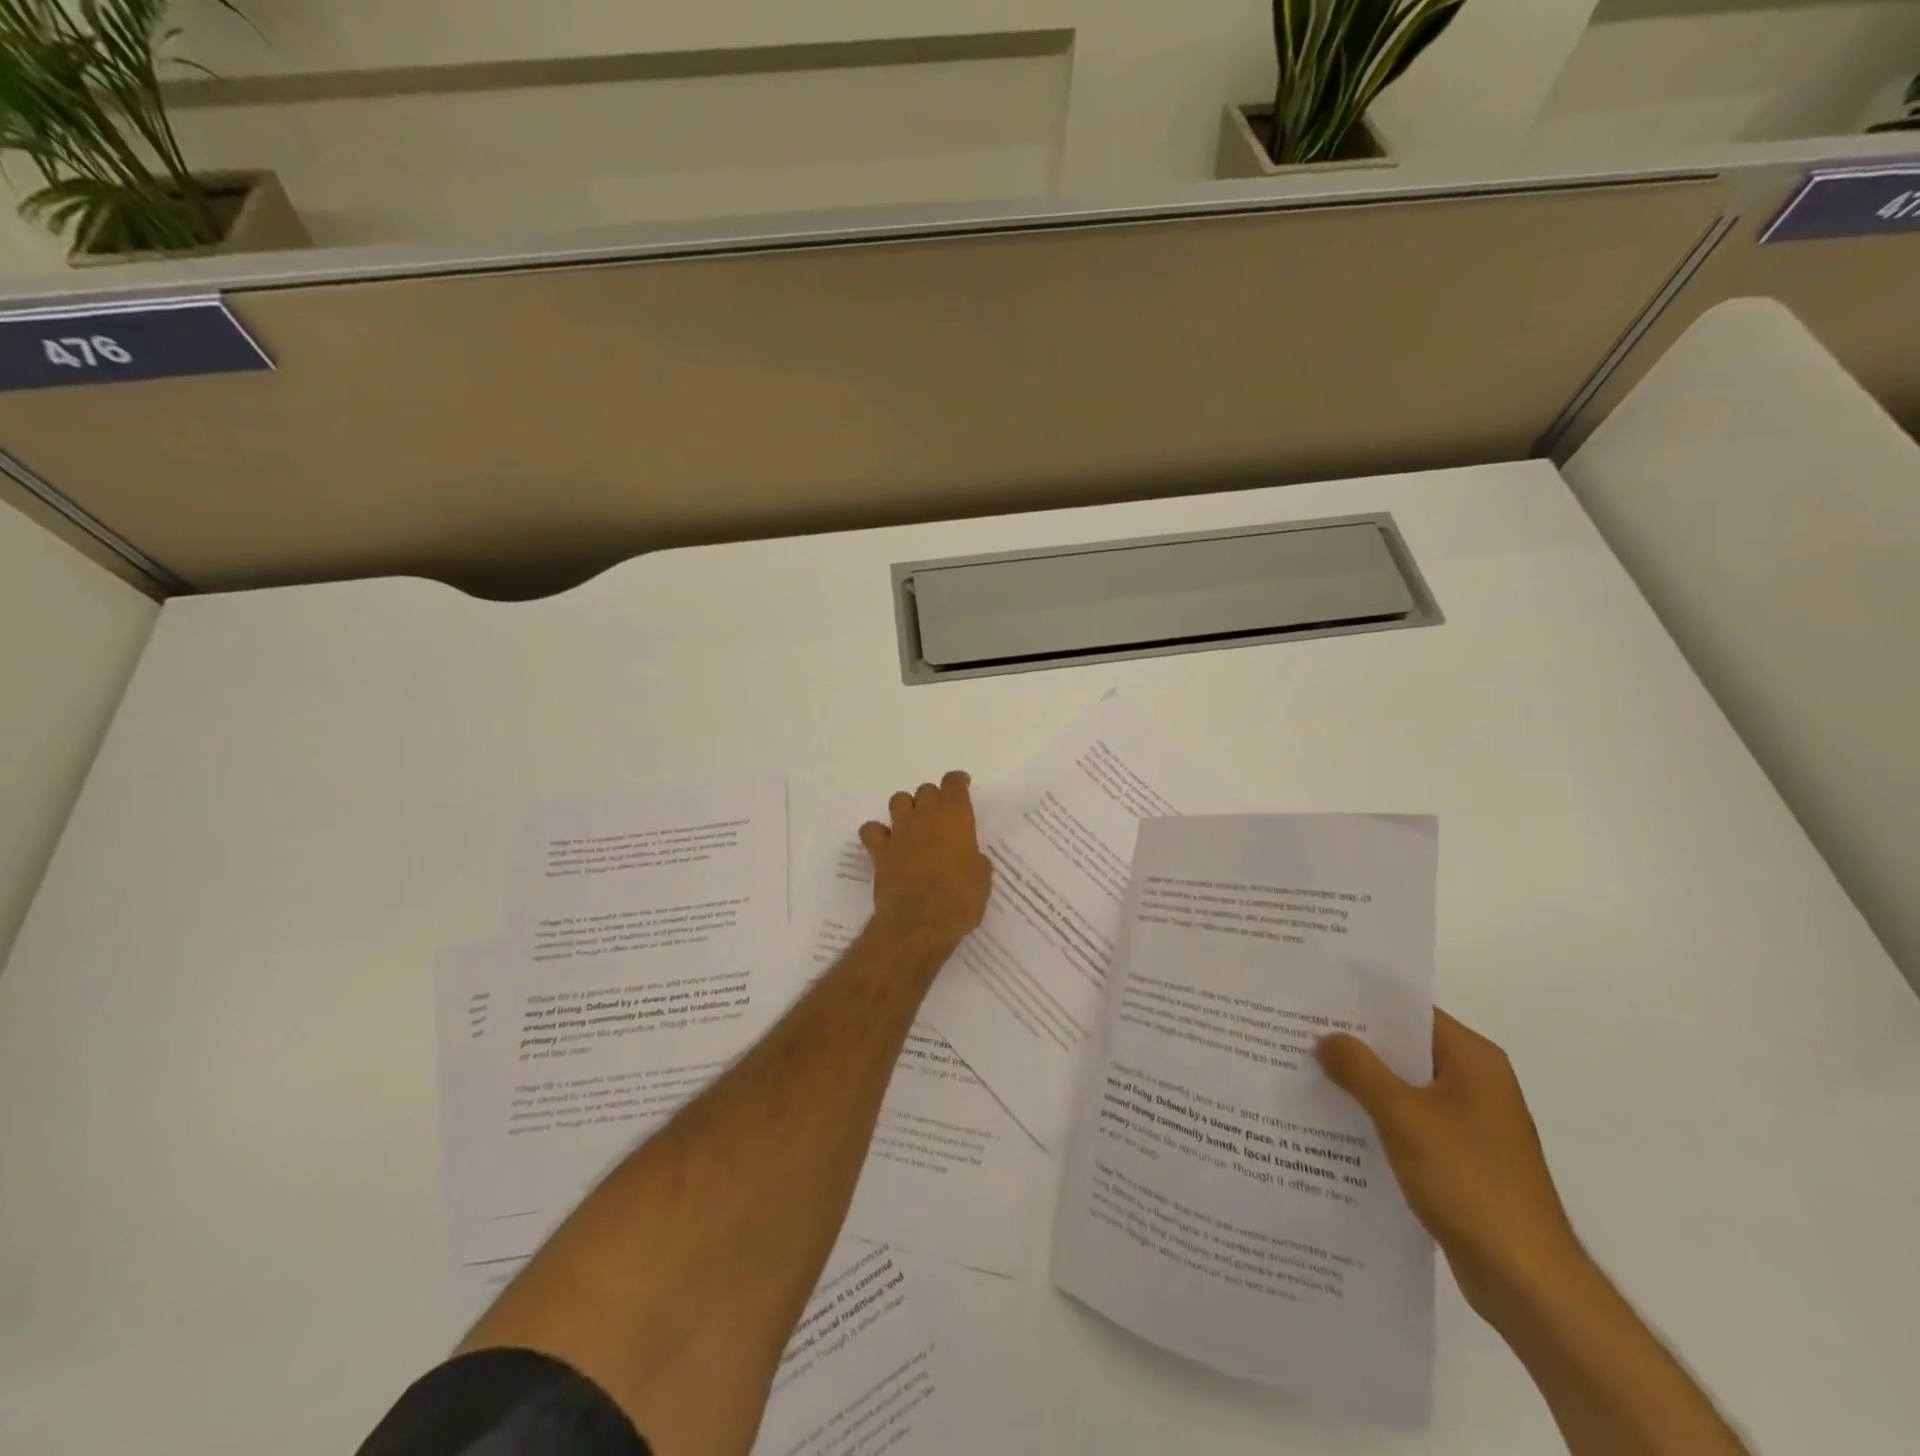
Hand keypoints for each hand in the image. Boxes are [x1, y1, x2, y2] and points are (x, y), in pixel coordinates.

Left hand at [859, 771, 992, 949]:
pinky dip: (877, 833)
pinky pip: (871, 830)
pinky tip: (886, 843)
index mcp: (955, 816)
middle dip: (934, 799)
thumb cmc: (960, 899)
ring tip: (913, 825)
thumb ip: (975, 860)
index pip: (954, 783)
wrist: (920, 923)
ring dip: (907, 808)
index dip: (958, 783)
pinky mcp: (879, 851)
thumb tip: (969, 859)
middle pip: (926, 790)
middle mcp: (925, 816)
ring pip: (899, 801)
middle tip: (941, 818)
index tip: (962, 787)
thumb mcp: (982, 879)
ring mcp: (899, 832)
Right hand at [1317, 1010, 1582, 1317]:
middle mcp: (1476, 1082)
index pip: (1410, 1011)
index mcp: (1473, 1059)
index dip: (1362, 1003)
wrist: (1527, 1281)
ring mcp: (1471, 1122)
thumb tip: (1326, 1038)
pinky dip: (1377, 1116)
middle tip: (1299, 1033)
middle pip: (1405, 1048)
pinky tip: (1337, 1120)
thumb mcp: (1402, 1116)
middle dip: (1355, 1043)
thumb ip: (1359, 1069)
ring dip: (1363, 1082)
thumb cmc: (1468, 1181)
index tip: (1314, 998)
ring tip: (1307, 1071)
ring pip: (1404, 1086)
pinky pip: (1410, 1120)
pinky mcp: (1462, 1157)